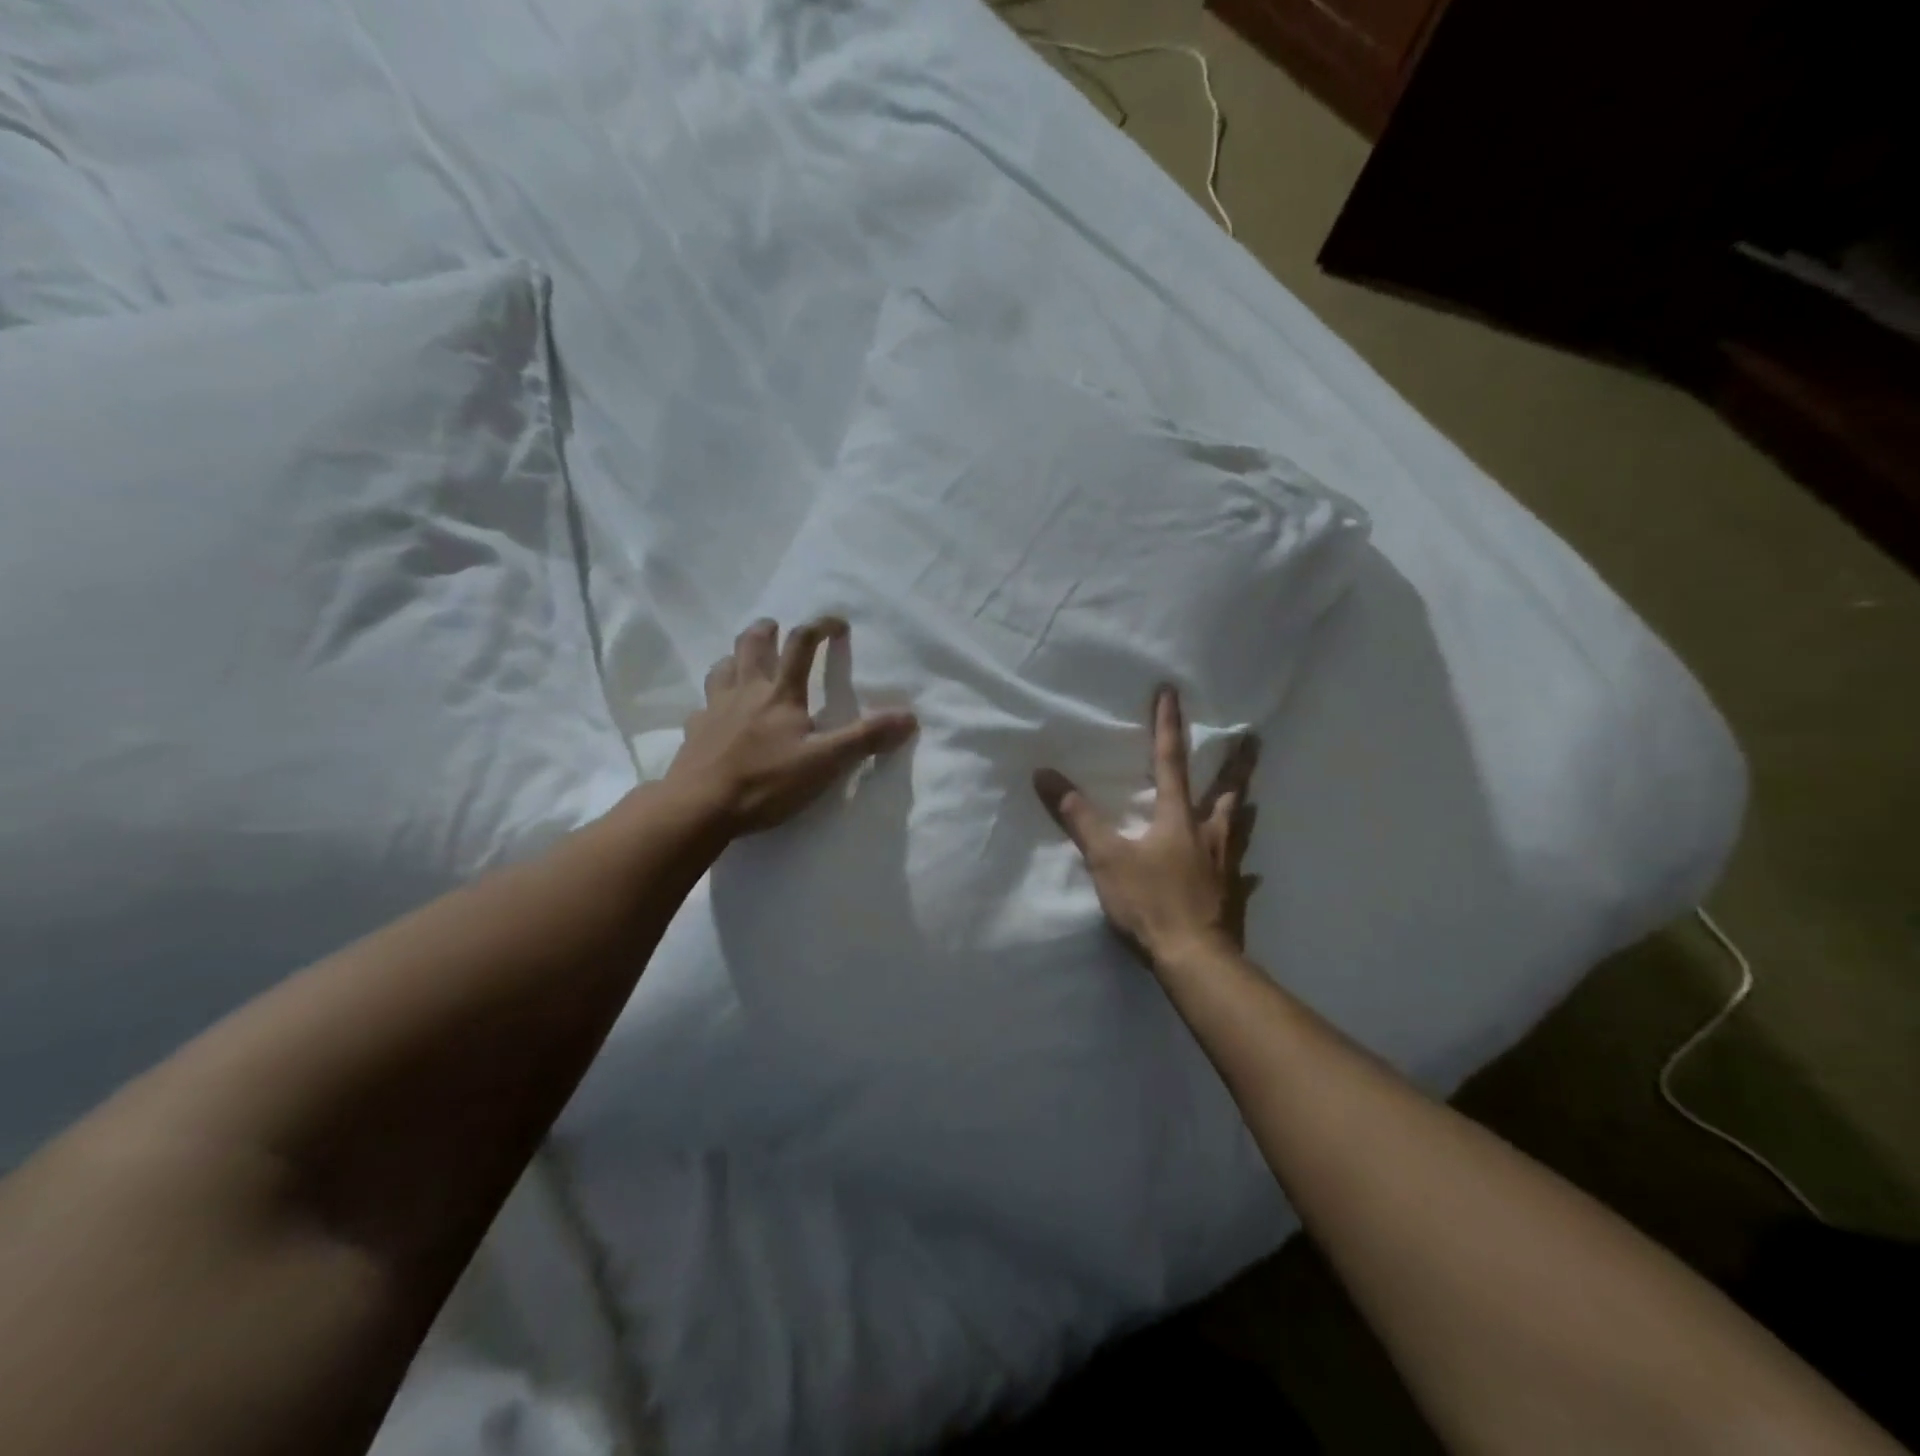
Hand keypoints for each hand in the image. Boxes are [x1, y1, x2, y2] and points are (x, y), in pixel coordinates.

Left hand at [666, 616, 916, 835]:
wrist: (700, 807)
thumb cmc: (767, 782)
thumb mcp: (825, 762)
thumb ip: (865, 738)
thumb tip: (909, 717)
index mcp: (780, 694)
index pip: (801, 645)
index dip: (820, 627)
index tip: (837, 624)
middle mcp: (746, 692)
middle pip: (751, 645)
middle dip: (766, 630)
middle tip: (774, 627)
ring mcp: (715, 710)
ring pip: (722, 668)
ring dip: (736, 657)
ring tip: (743, 661)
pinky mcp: (695, 732)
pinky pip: (702, 706)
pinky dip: (713, 701)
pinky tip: (716, 714)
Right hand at [1033, 686, 1258, 967]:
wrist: (1194, 957)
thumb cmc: (1150, 901)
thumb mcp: (1106, 858)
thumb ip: (1078, 816)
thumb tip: (1045, 775)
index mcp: (1176, 818)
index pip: (1169, 761)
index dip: (1167, 726)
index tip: (1171, 692)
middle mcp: (1206, 833)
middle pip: (1224, 790)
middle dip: (1236, 762)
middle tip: (1252, 739)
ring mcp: (1224, 863)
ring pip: (1236, 825)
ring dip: (1241, 805)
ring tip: (1248, 796)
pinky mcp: (1231, 892)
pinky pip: (1238, 868)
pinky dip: (1240, 862)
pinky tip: (1248, 872)